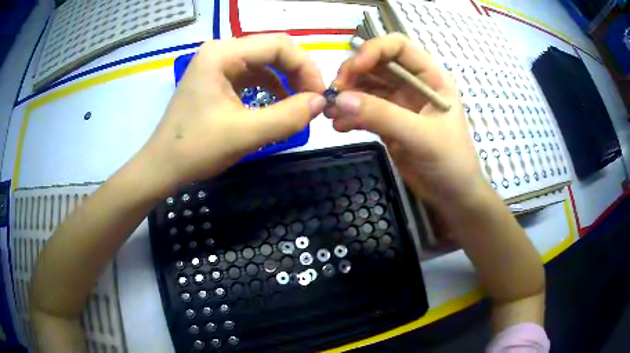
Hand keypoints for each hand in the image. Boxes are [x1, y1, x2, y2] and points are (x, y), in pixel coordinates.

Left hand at [139, 34, 326, 193]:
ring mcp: (217, 64)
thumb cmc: (195, 149)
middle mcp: (220, 51)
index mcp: (222, 54)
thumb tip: (321, 102)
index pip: (278, 45)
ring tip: (299, 105)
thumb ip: (287, 116)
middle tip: (312, 101)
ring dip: (286, 81)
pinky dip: (271, 88)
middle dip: (297, 73)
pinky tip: (278, 105)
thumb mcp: (244, 134)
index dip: (305, 67)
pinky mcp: (217, 78)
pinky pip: (253, 75)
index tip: (319, 97)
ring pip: (265, 62)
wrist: (162, 167)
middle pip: (272, 50)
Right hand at [325, 34, 487, 210]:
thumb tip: (341, 99)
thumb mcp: (421, 136)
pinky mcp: (389, 122)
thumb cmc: (449, 161)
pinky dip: (349, 115)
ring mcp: (400, 103)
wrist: (452, 194)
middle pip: (376, 64)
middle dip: (353, 74)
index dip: (373, 50)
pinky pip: (364, 110)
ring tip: (330, 112)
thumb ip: (383, 115)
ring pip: (367, 87)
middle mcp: (413, 84)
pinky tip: (339, 127)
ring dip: (347, 96)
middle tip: (334, 93)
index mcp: (430, 77)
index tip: (352, 70)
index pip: (398, 46)